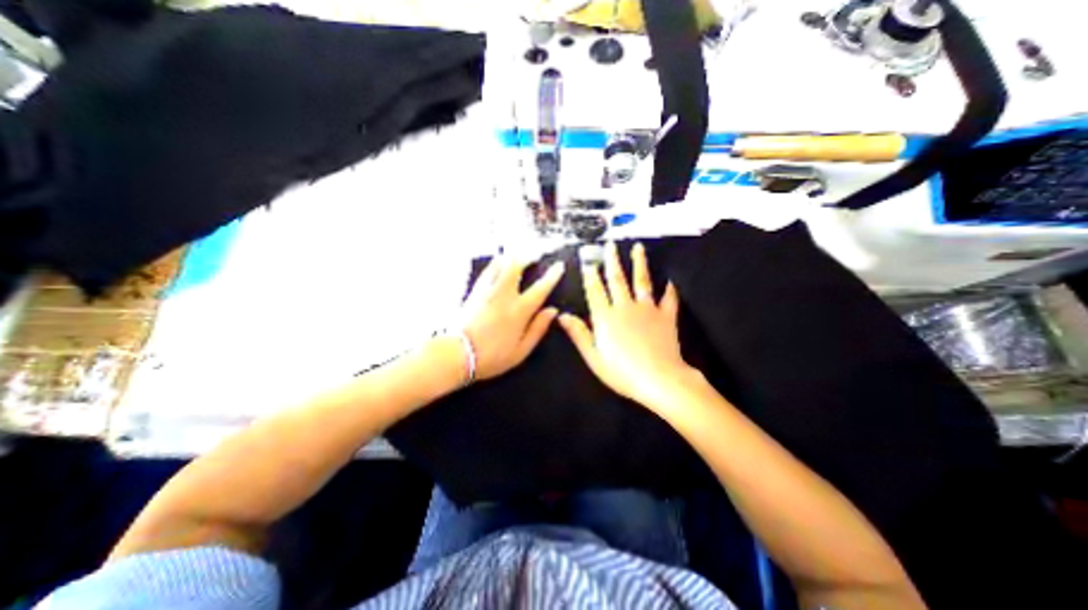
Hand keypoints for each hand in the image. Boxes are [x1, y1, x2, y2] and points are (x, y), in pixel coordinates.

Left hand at [458, 255, 566, 381]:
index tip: (559, 266)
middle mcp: (503, 295)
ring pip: (499, 264)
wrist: (457, 354)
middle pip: (516, 266)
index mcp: (519, 311)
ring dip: (510, 257)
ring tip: (516, 255)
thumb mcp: (521, 350)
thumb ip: (538, 329)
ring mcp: (487, 291)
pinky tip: (497, 264)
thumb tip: (552, 311)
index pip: (540, 288)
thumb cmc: (492, 356)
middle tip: (534, 255)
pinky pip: (487, 271)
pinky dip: (495, 264)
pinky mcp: (473, 292)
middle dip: (527, 257)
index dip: (552, 276)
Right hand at [560, 239, 696, 408]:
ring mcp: (647, 309)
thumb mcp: (594, 357)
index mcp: (606, 317)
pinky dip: (669, 290)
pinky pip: (668, 299)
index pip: (595, 291)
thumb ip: (579, 334)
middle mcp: (625, 307)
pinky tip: (669, 282)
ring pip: (642, 281)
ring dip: (639, 263)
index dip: (591, 276)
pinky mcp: (666, 316)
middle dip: (612, 261)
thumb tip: (562, 316)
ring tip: (638, 248)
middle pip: (617, 279)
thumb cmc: (622, 372)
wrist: (659, 379)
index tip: (588, 262)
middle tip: (610, 246)